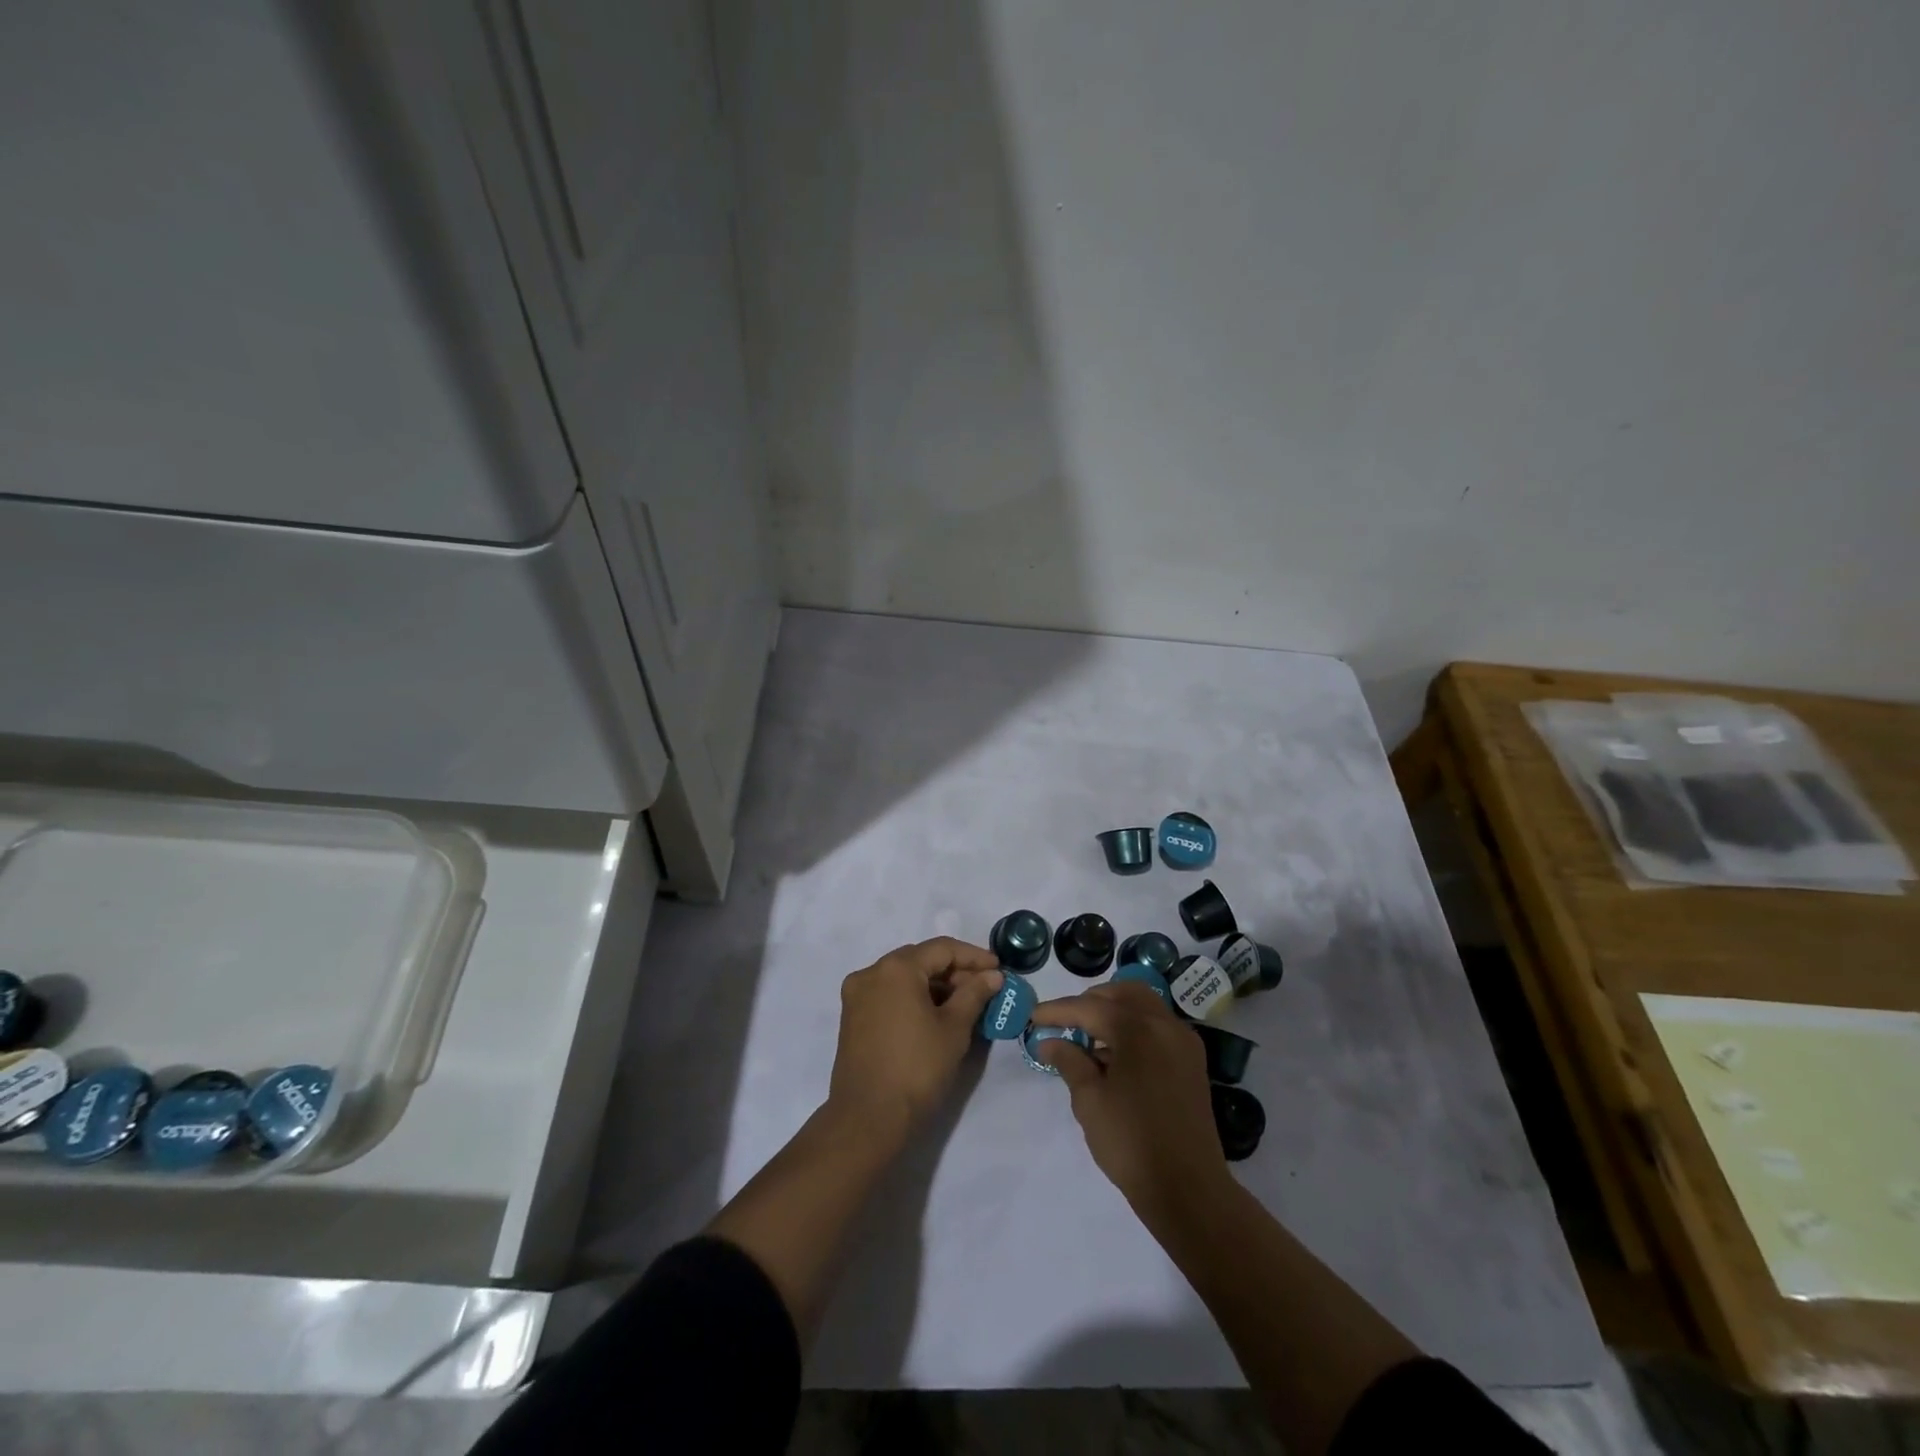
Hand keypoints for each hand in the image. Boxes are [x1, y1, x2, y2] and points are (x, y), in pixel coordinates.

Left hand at [827, 938, 1002, 1137]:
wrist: (868, 1119)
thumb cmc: (917, 1068)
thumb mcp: (954, 1028)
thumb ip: (974, 994)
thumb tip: (992, 975)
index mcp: (896, 968)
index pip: (942, 949)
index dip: (974, 957)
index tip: (999, 969)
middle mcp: (871, 972)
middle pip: (920, 960)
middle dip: (954, 971)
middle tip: (984, 988)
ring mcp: (857, 995)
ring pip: (904, 977)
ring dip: (935, 985)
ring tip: (965, 1004)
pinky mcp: (853, 1018)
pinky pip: (889, 994)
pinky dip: (914, 998)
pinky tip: (936, 1015)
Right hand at [1031, 982, 1228, 1213]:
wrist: (1188, 1189)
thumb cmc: (1131, 1142)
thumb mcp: (1090, 1101)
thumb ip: (1069, 1061)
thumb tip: (1049, 1041)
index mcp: (1138, 1029)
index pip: (1089, 1007)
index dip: (1058, 1011)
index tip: (1033, 1017)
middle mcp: (1165, 1024)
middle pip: (1122, 993)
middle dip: (1091, 1001)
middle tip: (1066, 1022)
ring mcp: (1183, 1042)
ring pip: (1144, 1006)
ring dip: (1114, 1012)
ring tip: (1089, 1039)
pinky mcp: (1192, 1062)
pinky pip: (1158, 1027)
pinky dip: (1135, 1028)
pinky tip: (1116, 1056)